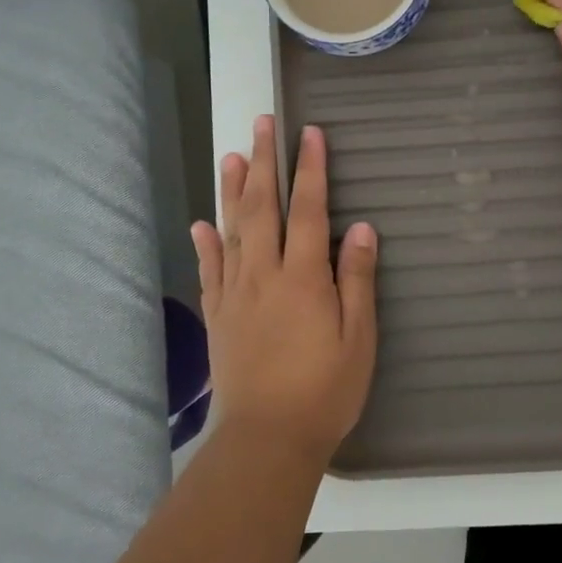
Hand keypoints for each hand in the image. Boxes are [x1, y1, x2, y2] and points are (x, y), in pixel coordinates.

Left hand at [190, 115, 378, 464]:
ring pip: (231, 230)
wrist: (266, 439)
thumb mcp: (358, 338)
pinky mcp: (219, 316)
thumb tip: (360, 226)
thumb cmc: (324, 390)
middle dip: (265, 161)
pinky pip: (210, 270)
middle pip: (263, 207)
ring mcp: (235, 294)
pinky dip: (205, 243)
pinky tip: (201, 223)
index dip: (311, 168)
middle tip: (261, 123)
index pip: (307, 209)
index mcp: (303, 277)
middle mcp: (263, 274)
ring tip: (232, 155)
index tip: (311, 133)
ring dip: (232, 190)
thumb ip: (357, 279)